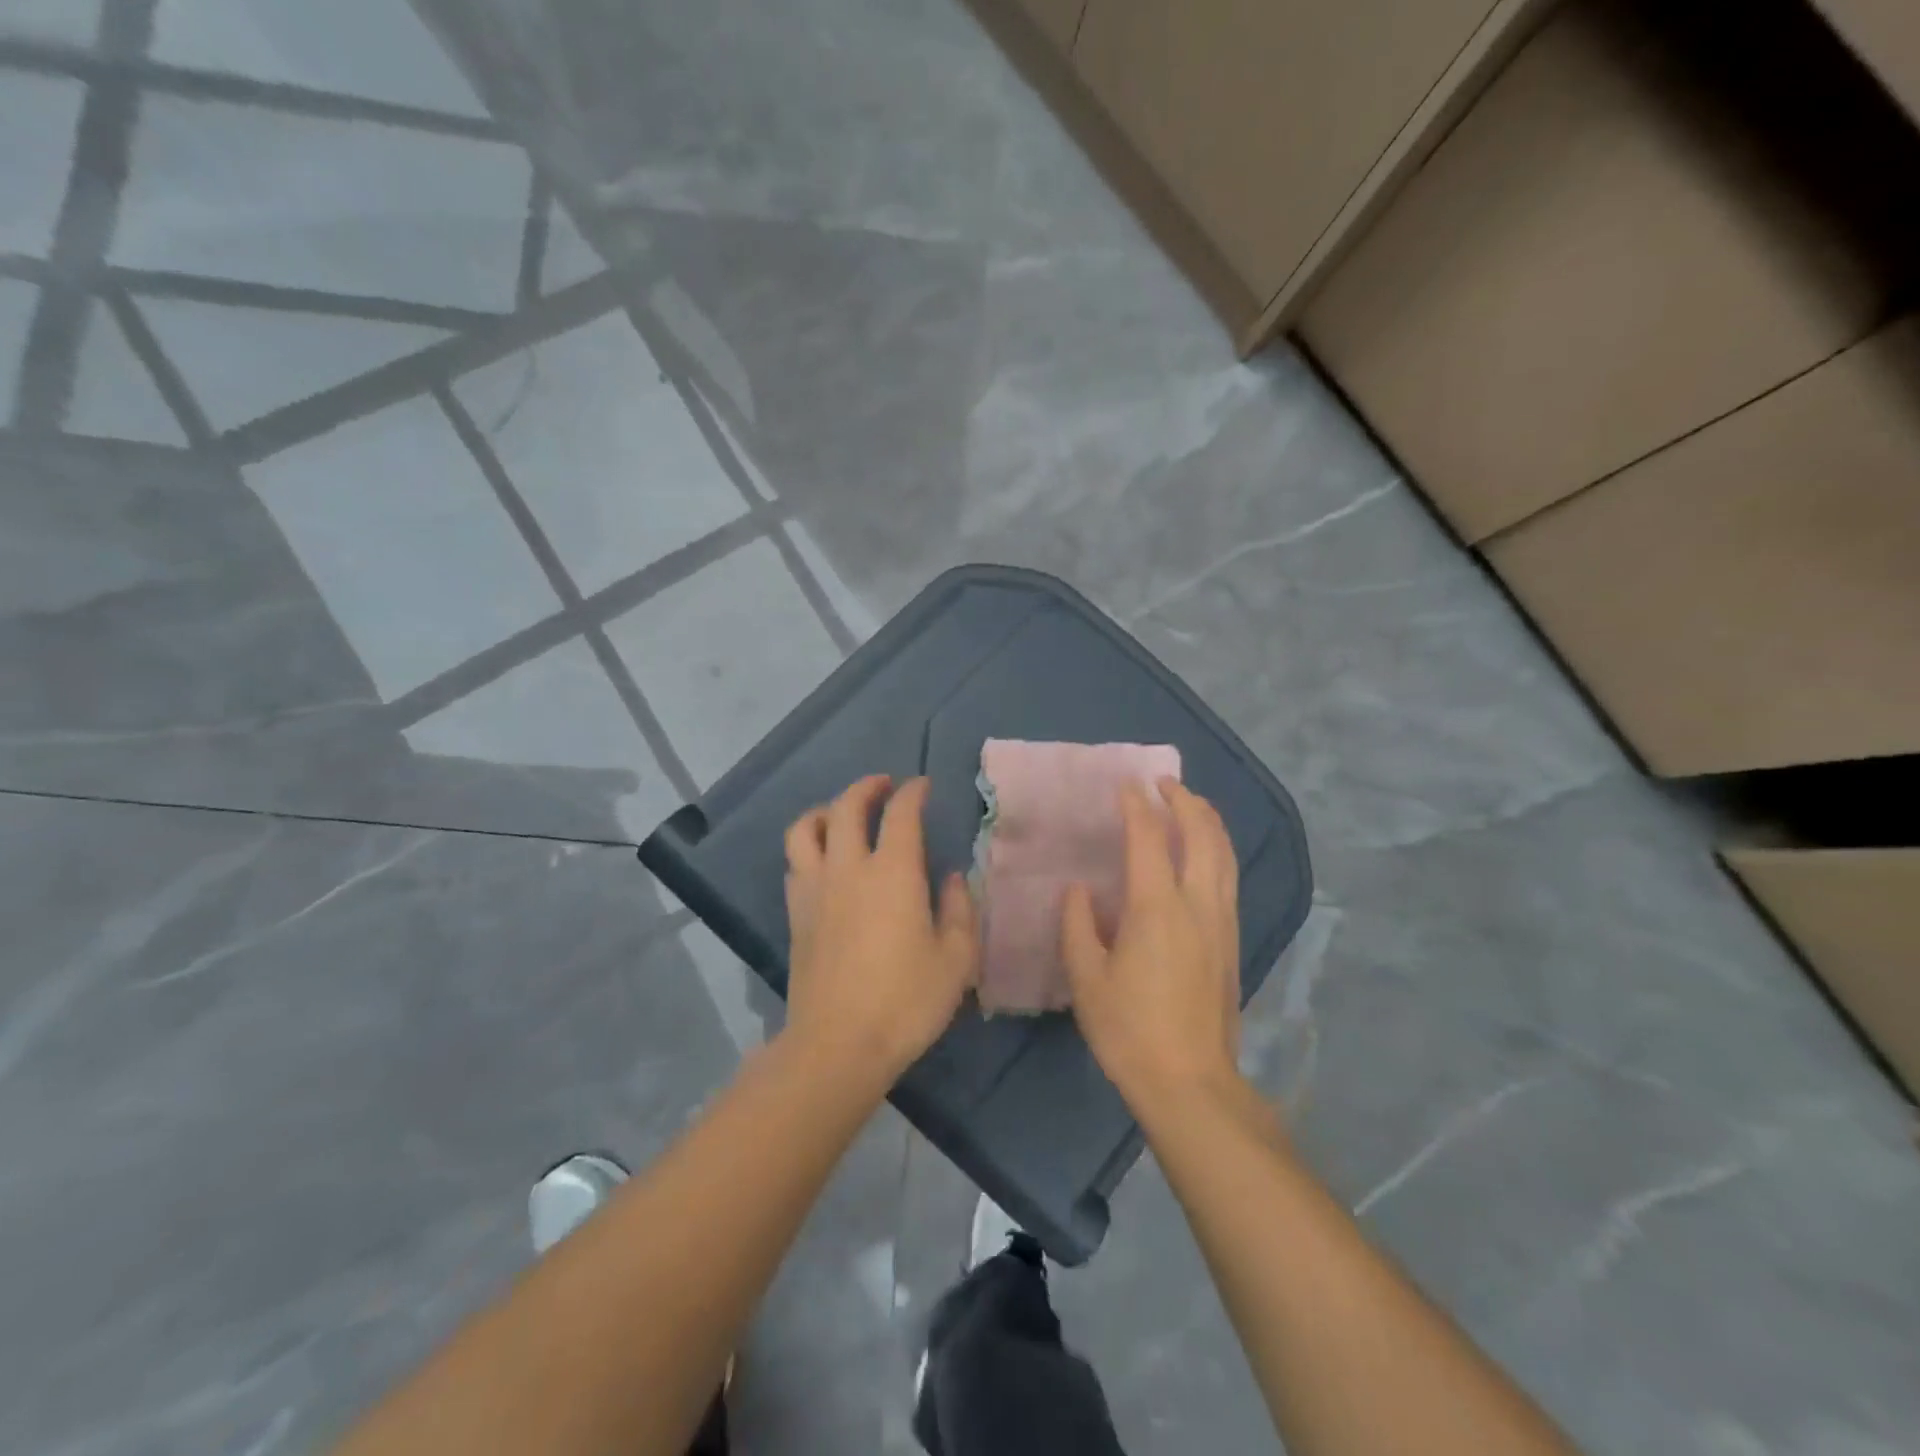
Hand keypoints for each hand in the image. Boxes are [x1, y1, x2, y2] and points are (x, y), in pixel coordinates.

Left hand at [783, 776, 979, 1085]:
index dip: (912, 792)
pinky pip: (794, 863)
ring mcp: (814, 890)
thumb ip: (960, 909)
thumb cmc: (906, 1001)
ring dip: (824, 811)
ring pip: (805, 829)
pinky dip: (808, 848)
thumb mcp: (956, 959)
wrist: (838, 1044)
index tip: (922, 787)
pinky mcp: (795, 915)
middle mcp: (848, 868)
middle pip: (846, 807)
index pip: (900, 813)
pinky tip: (822, 862)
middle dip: (866, 788)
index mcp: (893, 872)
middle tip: (883, 786)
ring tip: (839, 814)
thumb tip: (952, 877)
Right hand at [1063, 779, 1243, 1109]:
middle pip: (1202, 835)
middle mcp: (1198, 904)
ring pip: (1225, 854)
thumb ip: (1078, 925)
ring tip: (1190, 804)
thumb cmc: (1129, 1030)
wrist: (1190, 1082)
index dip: (1136, 807)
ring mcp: (1222, 922)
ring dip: (1208, 821)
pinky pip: (1229, 877)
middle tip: (1164, 783)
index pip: (1149, 838)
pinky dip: (1218, 849)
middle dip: (1185, 801)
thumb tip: (1078, 891)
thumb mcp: (1086, 979)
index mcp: (1157, 908)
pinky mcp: (1232, 941)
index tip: (1125, 785)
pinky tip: (1206, 853)